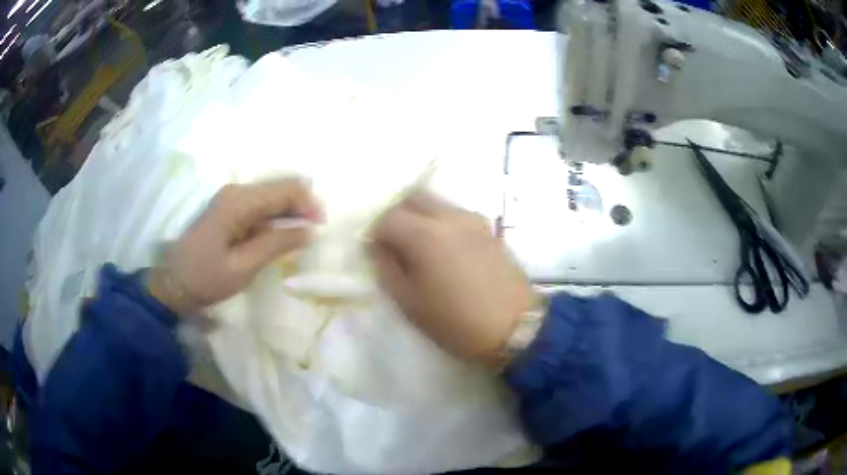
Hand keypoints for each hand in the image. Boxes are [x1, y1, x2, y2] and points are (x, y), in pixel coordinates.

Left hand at [148, 179, 320, 314]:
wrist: (174, 282)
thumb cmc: (207, 277)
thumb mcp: (245, 266)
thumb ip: (278, 243)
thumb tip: (312, 229)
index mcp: (239, 202)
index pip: (285, 189)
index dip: (309, 203)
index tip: (322, 226)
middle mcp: (236, 191)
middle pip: (280, 187)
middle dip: (302, 206)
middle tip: (314, 233)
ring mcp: (231, 198)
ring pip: (272, 195)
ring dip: (290, 212)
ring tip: (301, 236)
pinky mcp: (229, 207)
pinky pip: (261, 205)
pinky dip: (276, 216)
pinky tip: (281, 234)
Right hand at [370, 193, 534, 362]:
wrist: (515, 327)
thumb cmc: (456, 322)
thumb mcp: (410, 302)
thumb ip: (387, 268)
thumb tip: (379, 247)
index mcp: (424, 235)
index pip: (387, 217)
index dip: (375, 233)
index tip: (375, 251)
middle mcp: (448, 217)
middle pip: (412, 198)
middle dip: (396, 215)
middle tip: (393, 242)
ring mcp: (472, 220)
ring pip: (436, 202)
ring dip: (419, 216)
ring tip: (418, 245)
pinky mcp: (488, 229)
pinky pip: (456, 213)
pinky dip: (441, 221)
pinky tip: (444, 248)